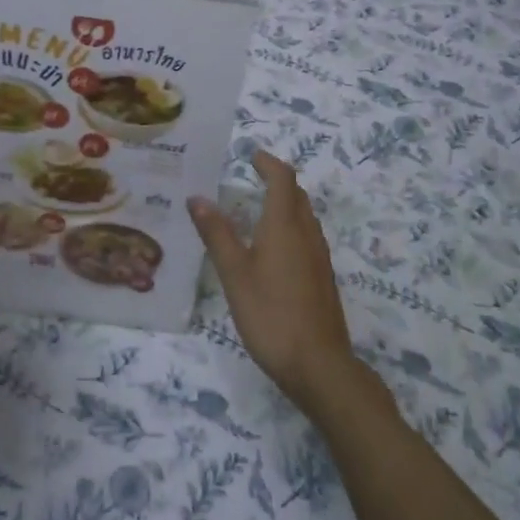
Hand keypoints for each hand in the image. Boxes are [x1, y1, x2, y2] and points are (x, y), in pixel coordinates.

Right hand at [188, 150, 360, 416]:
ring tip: (258, 207)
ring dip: (285, 203)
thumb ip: (216, 234)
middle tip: (252, 175)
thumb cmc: (270, 314)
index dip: (268, 163)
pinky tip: (273, 248)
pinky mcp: (322, 278)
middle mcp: (307, 234)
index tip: (250, 155)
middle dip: (277, 180)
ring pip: (304, 217)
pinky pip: (307, 237)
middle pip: (297, 195)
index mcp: (285, 225)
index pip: (282, 179)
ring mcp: (319, 257)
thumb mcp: (234, 273)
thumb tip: (197, 197)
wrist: (318, 365)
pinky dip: (290, 227)